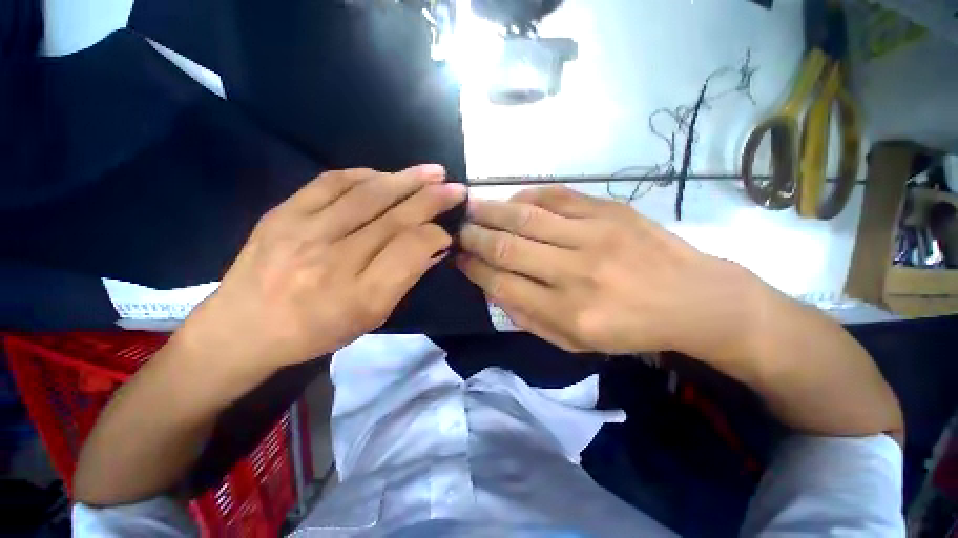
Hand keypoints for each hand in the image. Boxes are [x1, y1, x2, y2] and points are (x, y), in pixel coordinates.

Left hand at [178, 165, 466, 370]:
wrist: (242, 328)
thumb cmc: (316, 331)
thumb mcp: (371, 318)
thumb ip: (405, 279)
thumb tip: (433, 245)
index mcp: (359, 296)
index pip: (410, 250)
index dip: (436, 234)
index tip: (448, 230)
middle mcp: (334, 261)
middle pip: (395, 219)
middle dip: (432, 199)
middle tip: (455, 188)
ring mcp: (303, 232)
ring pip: (368, 195)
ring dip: (406, 179)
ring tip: (432, 172)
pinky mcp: (282, 214)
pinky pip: (331, 183)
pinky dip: (365, 174)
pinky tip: (386, 174)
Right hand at [457, 186, 761, 357]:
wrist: (693, 300)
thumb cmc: (630, 329)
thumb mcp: (575, 342)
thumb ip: (529, 317)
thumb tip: (493, 286)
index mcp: (569, 313)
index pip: (503, 284)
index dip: (474, 269)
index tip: (458, 259)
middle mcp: (577, 273)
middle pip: (508, 247)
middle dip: (474, 237)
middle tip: (457, 230)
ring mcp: (595, 236)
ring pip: (526, 217)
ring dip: (491, 211)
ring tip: (471, 208)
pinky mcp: (610, 211)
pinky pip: (556, 196)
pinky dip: (526, 196)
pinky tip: (512, 200)